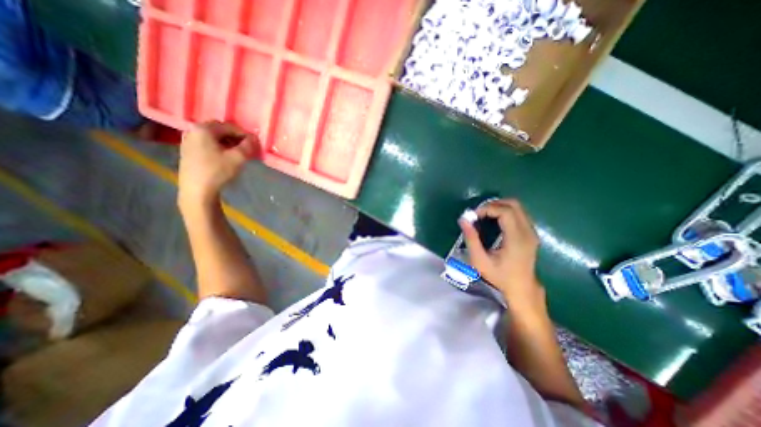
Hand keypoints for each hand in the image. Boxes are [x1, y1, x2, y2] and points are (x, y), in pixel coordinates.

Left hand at [179, 121, 261, 207]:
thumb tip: (254, 138)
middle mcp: (193, 131)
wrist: (197, 190)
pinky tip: (225, 158)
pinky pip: (207, 145)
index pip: (230, 126)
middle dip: (235, 138)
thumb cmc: (218, 171)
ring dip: (228, 143)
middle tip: (247, 148)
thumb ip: (248, 145)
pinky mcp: (187, 152)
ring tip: (238, 154)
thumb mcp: (238, 158)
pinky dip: (219, 148)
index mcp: (204, 129)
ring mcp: (188, 141)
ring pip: (213, 138)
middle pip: (220, 130)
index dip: (245, 135)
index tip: (255, 144)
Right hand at [460, 199, 542, 311]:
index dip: (488, 208)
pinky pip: (519, 214)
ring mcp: (531, 232)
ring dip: (499, 207)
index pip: (505, 211)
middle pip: (514, 204)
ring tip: (484, 216)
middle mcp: (528, 232)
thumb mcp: (480, 261)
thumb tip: (463, 220)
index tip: (474, 216)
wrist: (521, 289)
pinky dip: (505, 211)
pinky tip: (494, 220)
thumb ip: (471, 239)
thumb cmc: (499, 277)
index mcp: (517, 239)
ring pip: (517, 207)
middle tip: (479, 213)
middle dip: (493, 204)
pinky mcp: (531, 233)